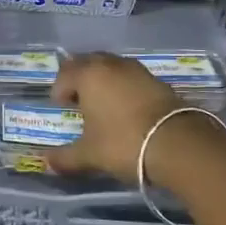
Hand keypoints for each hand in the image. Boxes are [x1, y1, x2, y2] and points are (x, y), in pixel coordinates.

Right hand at [45, 52, 188, 181]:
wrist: (179, 145)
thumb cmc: (123, 143)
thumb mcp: (89, 155)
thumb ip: (65, 157)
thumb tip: (45, 162)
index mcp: (89, 75)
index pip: (65, 74)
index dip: (59, 90)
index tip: (62, 107)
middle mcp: (111, 65)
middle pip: (88, 62)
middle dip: (80, 78)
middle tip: (78, 100)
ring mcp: (138, 70)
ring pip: (112, 67)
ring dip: (103, 80)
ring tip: (103, 103)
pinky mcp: (159, 81)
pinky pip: (131, 77)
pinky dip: (124, 86)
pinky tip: (127, 108)